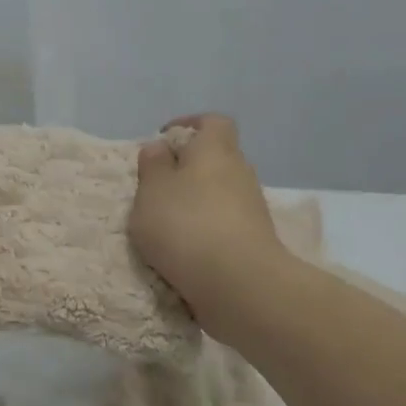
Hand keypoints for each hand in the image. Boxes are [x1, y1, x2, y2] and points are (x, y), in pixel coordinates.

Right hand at [130, 114, 291, 333]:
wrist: (238, 284)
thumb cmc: (186, 225)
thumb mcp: (151, 190)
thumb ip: (153, 165)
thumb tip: (161, 147)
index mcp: (215, 149)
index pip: (212, 122)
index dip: (188, 125)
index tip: (162, 141)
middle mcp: (239, 172)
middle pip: (215, 159)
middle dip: (187, 168)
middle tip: (155, 187)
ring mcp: (251, 208)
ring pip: (219, 193)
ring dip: (195, 203)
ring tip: (164, 224)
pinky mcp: (253, 240)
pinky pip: (224, 224)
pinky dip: (204, 230)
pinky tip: (183, 250)